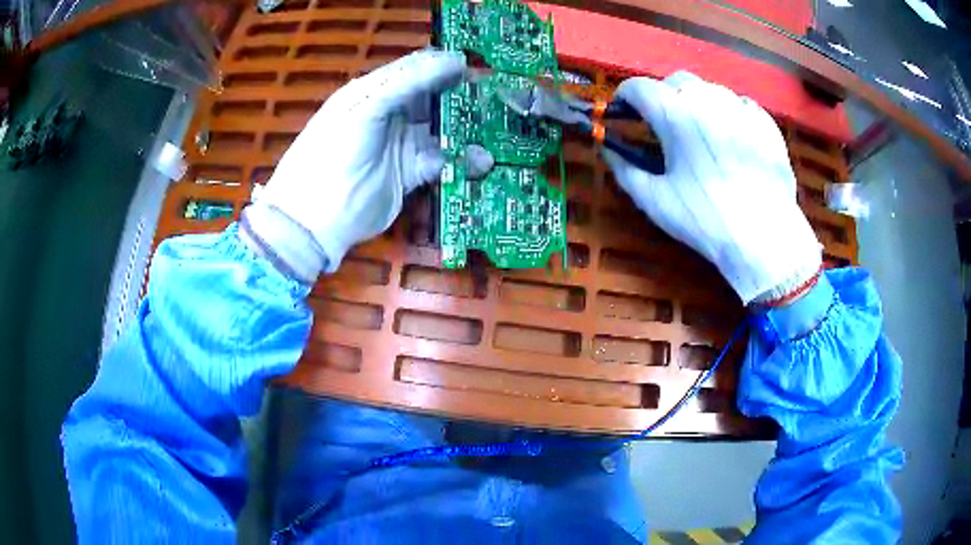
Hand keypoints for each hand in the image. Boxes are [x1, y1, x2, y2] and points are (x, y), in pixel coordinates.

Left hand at [242, 50, 491, 282]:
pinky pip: (442, 160)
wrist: (316, 218)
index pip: (415, 69)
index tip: (476, 66)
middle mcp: (391, 113)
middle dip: (462, 94)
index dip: (444, 64)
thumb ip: (407, 82)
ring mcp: (401, 144)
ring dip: (467, 127)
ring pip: (442, 127)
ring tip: (496, 126)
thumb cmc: (334, 153)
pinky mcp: (410, 173)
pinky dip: (462, 160)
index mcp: (374, 91)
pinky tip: (481, 159)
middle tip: (495, 94)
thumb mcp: (366, 108)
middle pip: (433, 96)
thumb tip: (453, 59)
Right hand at [603, 72, 820, 304]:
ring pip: (709, 89)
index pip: (637, 87)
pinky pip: (740, 105)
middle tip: (664, 125)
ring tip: (701, 132)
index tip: (623, 113)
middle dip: (663, 96)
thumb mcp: (654, 200)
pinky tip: (731, 138)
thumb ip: (625, 169)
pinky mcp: (764, 121)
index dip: (624, 97)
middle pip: (675, 81)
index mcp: (673, 111)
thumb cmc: (704, 218)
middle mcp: (705, 96)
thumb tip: (608, 151)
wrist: (764, 236)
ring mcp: (739, 105)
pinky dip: (728, 113)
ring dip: (696, 103)